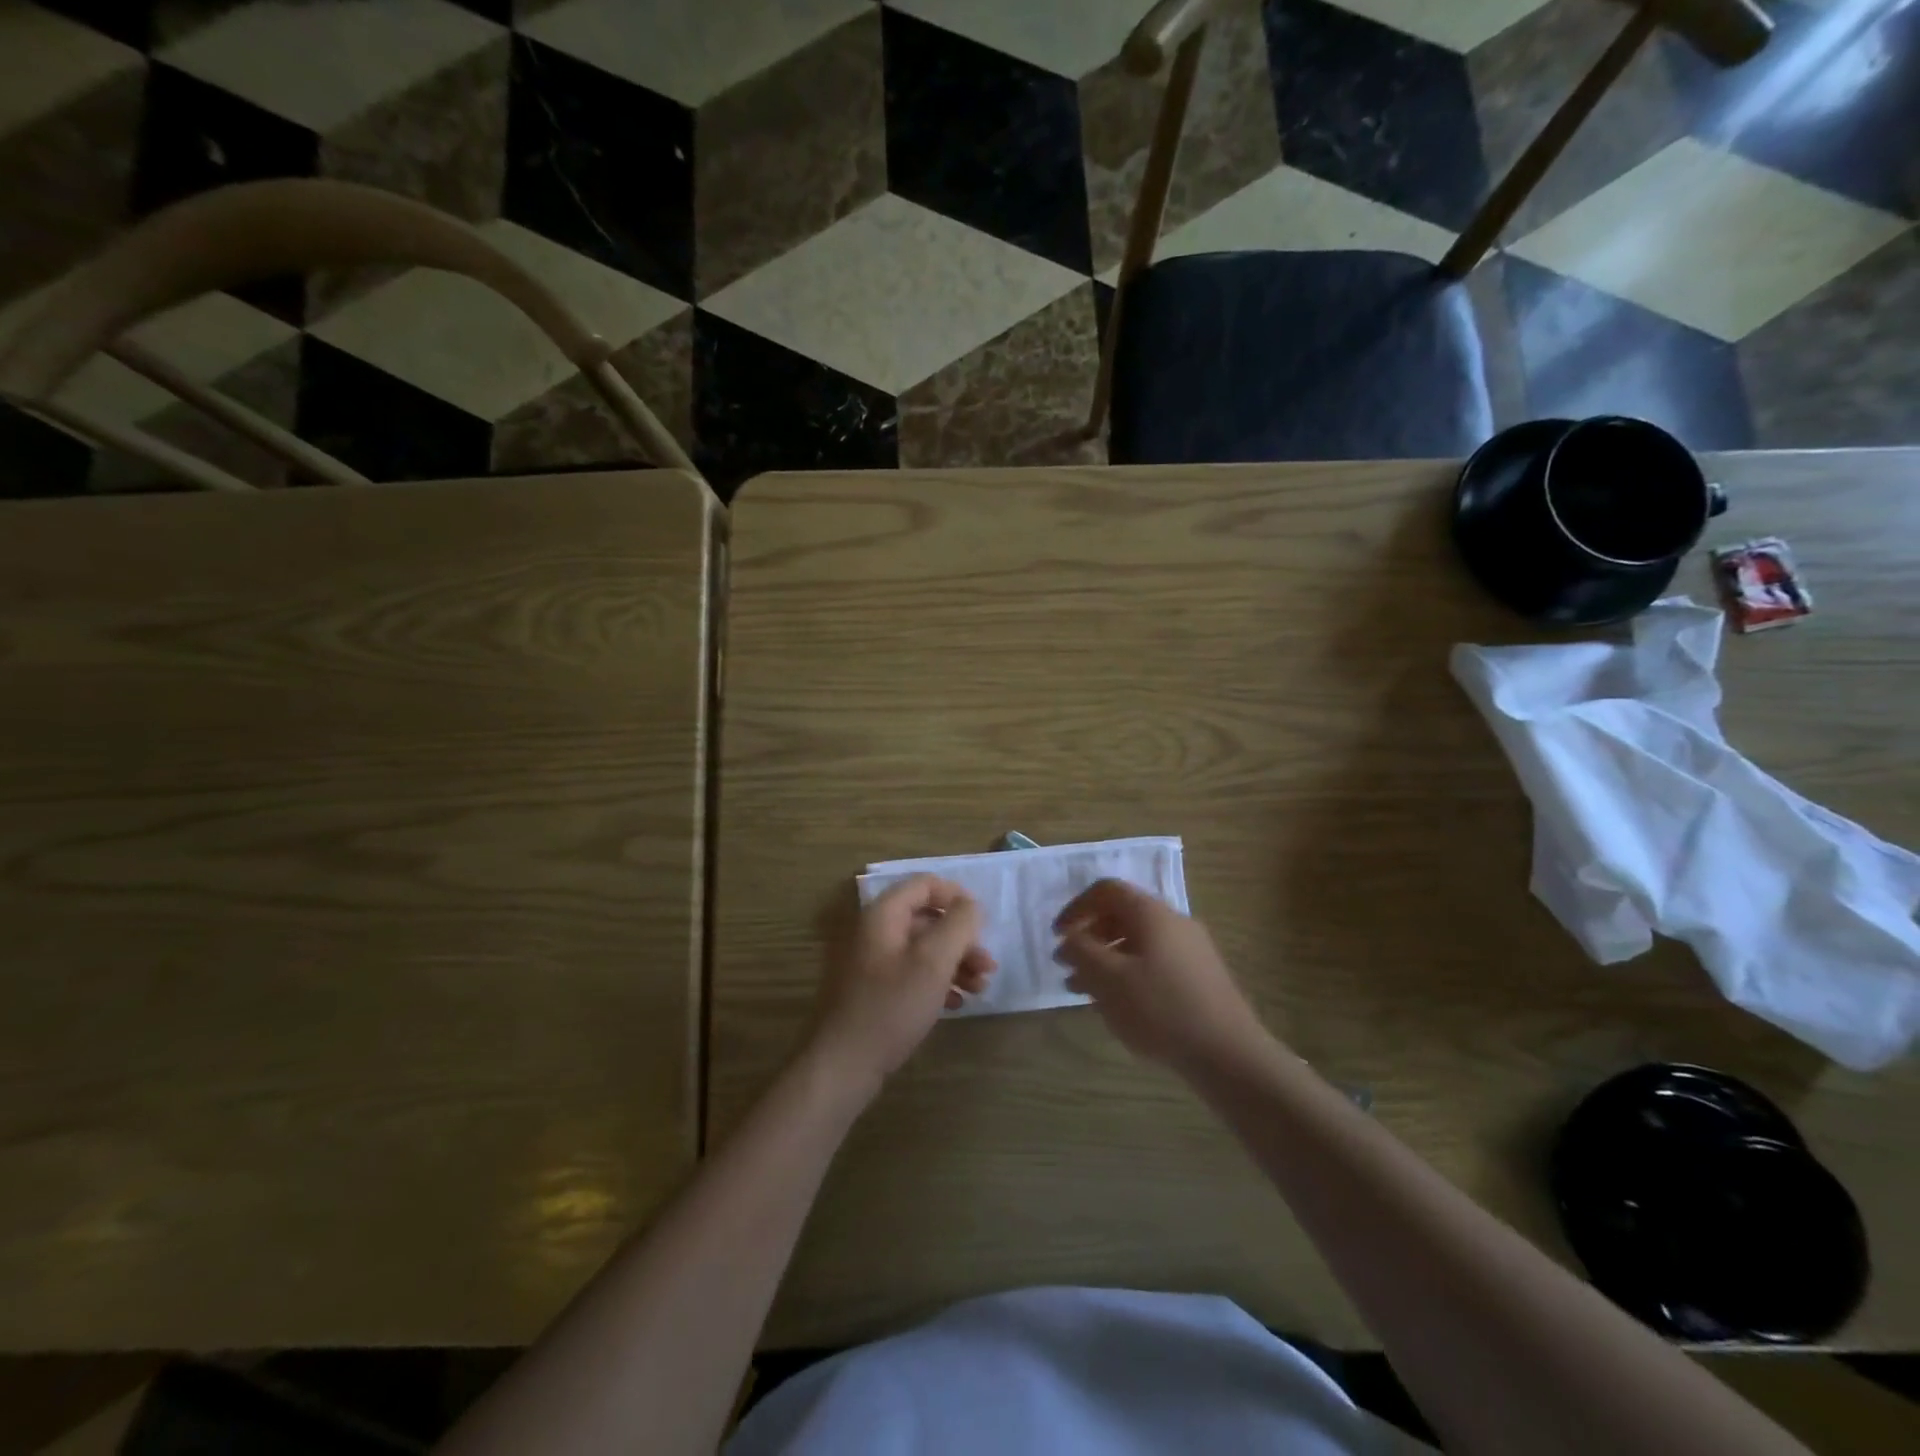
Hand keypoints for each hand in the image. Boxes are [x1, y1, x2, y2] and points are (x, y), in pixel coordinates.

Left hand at [807, 875, 994, 1098]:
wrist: (846, 1064)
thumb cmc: (892, 1006)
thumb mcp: (933, 962)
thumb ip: (958, 925)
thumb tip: (971, 906)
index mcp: (884, 915)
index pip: (925, 884)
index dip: (957, 896)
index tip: (982, 922)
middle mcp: (876, 931)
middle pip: (928, 919)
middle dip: (962, 939)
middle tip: (987, 965)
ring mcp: (874, 962)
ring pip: (923, 948)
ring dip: (955, 963)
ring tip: (980, 988)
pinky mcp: (876, 990)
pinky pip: (913, 973)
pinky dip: (938, 982)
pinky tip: (956, 1003)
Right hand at [1054, 880, 1268, 1072]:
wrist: (1229, 1054)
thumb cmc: (1161, 1009)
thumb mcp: (1109, 979)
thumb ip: (1082, 951)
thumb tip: (1069, 937)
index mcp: (1152, 913)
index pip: (1106, 890)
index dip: (1076, 908)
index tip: (1057, 936)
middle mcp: (1174, 922)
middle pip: (1121, 916)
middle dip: (1089, 938)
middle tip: (1066, 966)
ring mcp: (1191, 950)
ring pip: (1137, 943)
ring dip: (1105, 960)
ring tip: (1082, 991)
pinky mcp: (1199, 978)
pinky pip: (1154, 963)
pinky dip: (1127, 975)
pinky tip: (1117, 1006)